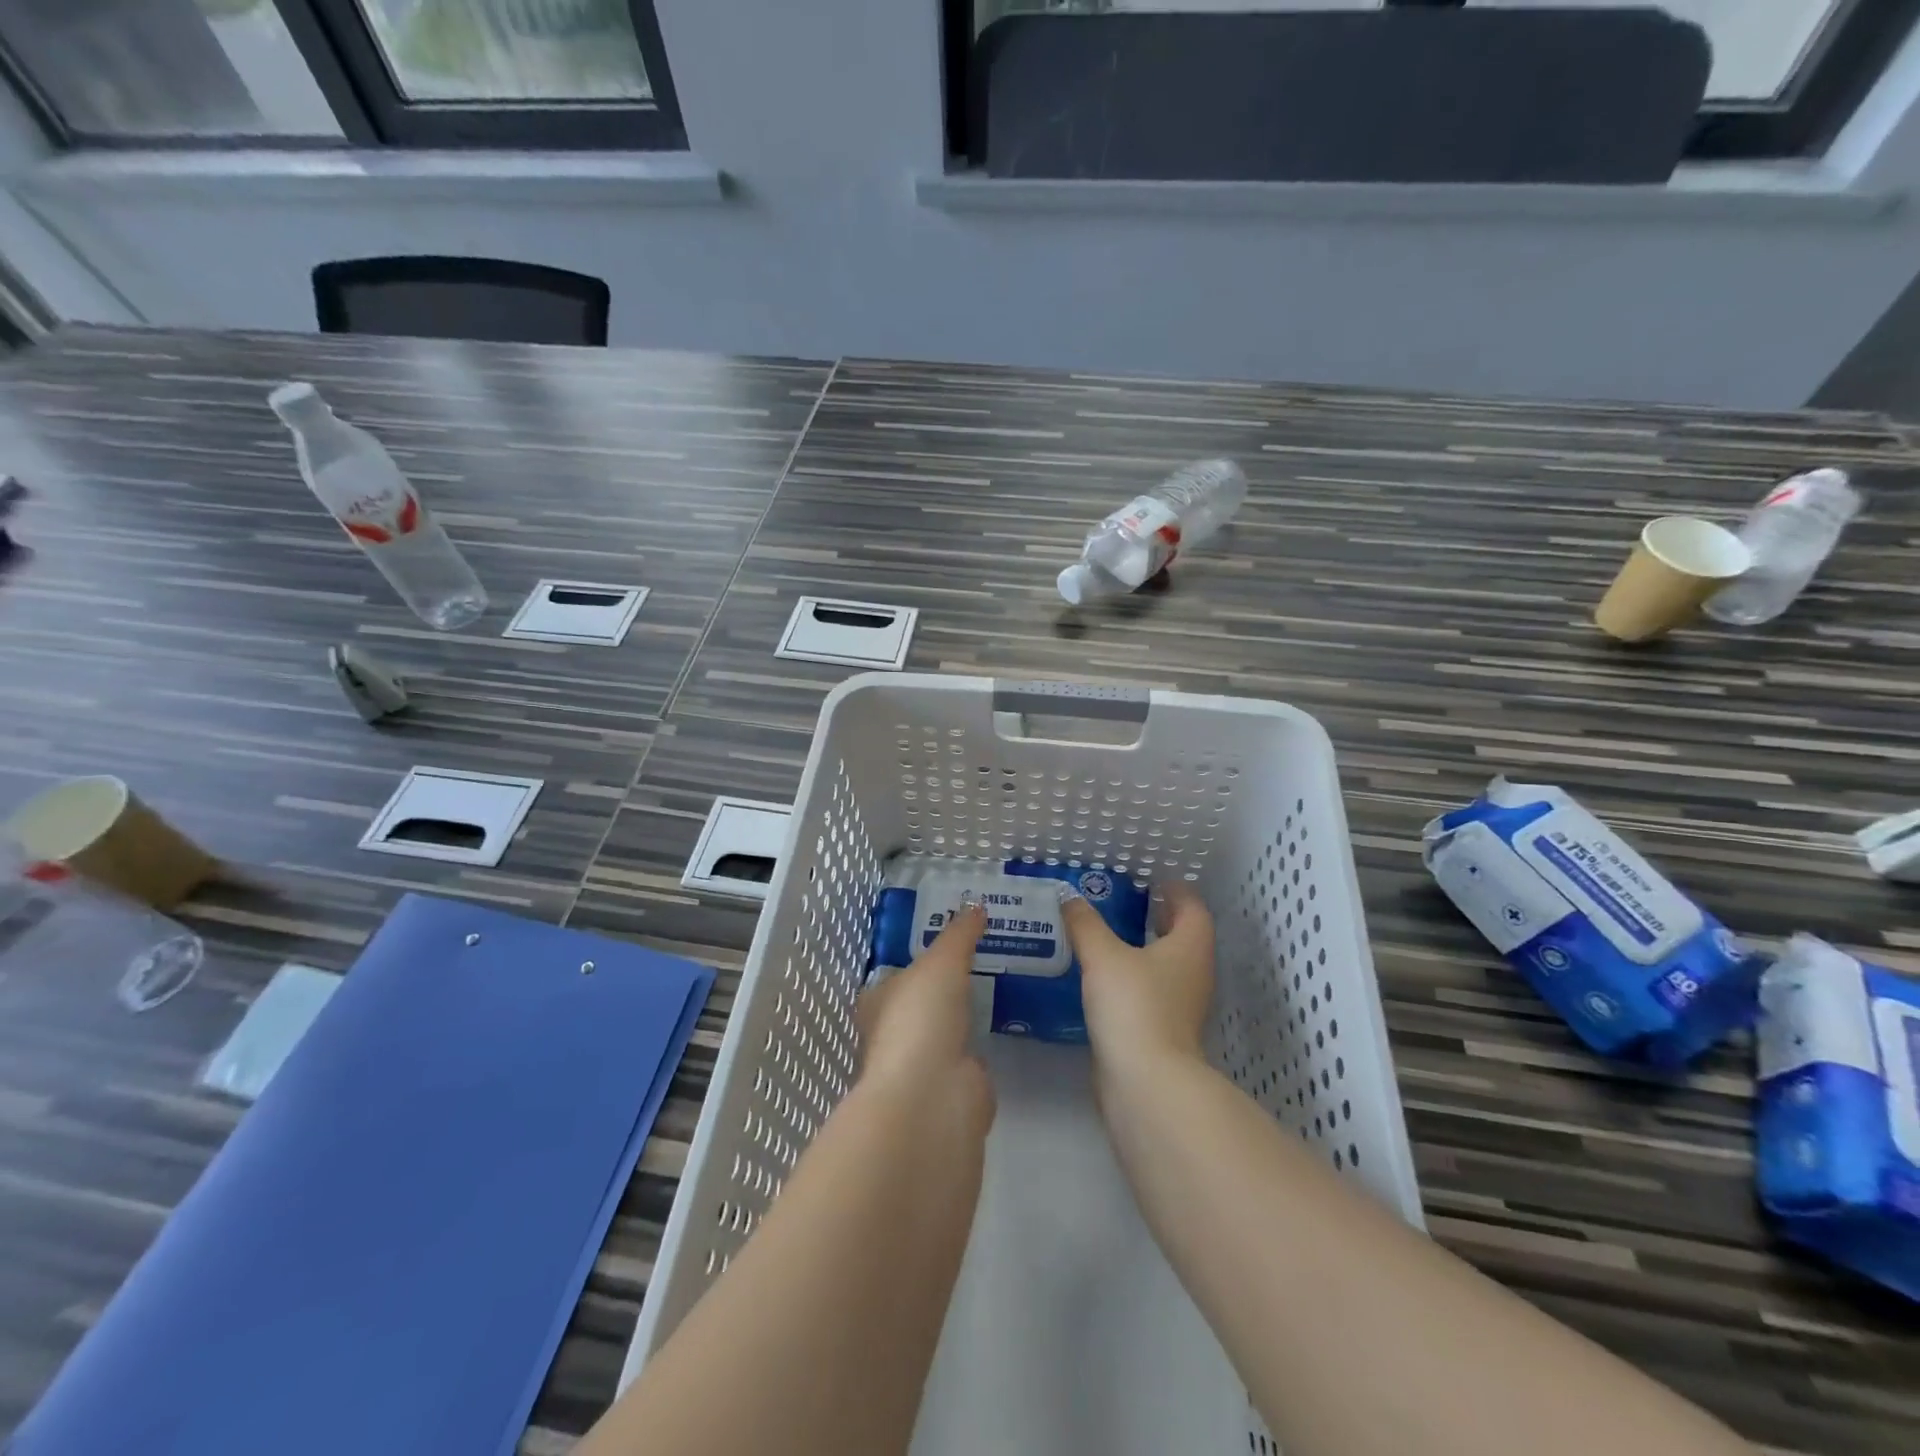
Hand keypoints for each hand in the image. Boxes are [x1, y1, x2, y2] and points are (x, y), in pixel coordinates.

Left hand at [855, 903, 993, 1117]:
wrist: (933, 1095)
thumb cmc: (921, 1018)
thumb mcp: (941, 962)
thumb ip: (959, 934)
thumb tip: (976, 905)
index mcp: (877, 1004)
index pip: (893, 977)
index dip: (915, 962)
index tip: (945, 944)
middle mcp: (893, 1035)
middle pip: (918, 1005)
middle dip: (942, 989)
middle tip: (977, 961)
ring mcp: (921, 1065)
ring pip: (942, 1033)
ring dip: (960, 1019)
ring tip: (993, 990)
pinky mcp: (948, 1089)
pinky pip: (965, 1059)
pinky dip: (977, 1047)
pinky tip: (997, 1030)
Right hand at [1061, 881, 1214, 1080]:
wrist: (1145, 1082)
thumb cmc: (1134, 1005)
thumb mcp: (1103, 955)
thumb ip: (1085, 924)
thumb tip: (1070, 897)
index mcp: (1189, 948)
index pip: (1192, 908)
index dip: (1176, 891)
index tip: (1155, 880)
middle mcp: (1192, 974)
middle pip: (1183, 938)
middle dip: (1160, 919)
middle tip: (1128, 903)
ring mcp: (1180, 1007)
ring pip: (1166, 967)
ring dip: (1144, 950)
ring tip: (1107, 936)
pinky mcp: (1161, 1032)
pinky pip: (1149, 993)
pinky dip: (1132, 979)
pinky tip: (1101, 978)